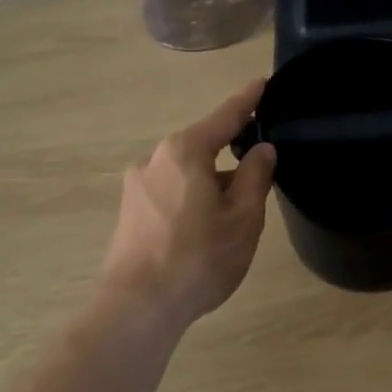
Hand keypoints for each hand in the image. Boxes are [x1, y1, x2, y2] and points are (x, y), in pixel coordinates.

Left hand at [100, 78, 277, 327]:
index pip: (225, 116)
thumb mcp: (243, 217)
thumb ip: (256, 176)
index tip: (263, 83)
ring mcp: (136, 186)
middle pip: (202, 146)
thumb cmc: (198, 257)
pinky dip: (192, 199)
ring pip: (186, 173)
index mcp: (185, 151)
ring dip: (211, 183)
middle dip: (231, 155)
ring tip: (233, 215)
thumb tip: (262, 149)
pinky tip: (203, 229)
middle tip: (258, 176)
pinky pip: (170, 192)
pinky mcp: (129, 212)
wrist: (137, 308)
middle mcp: (155, 159)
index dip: (248, 100)